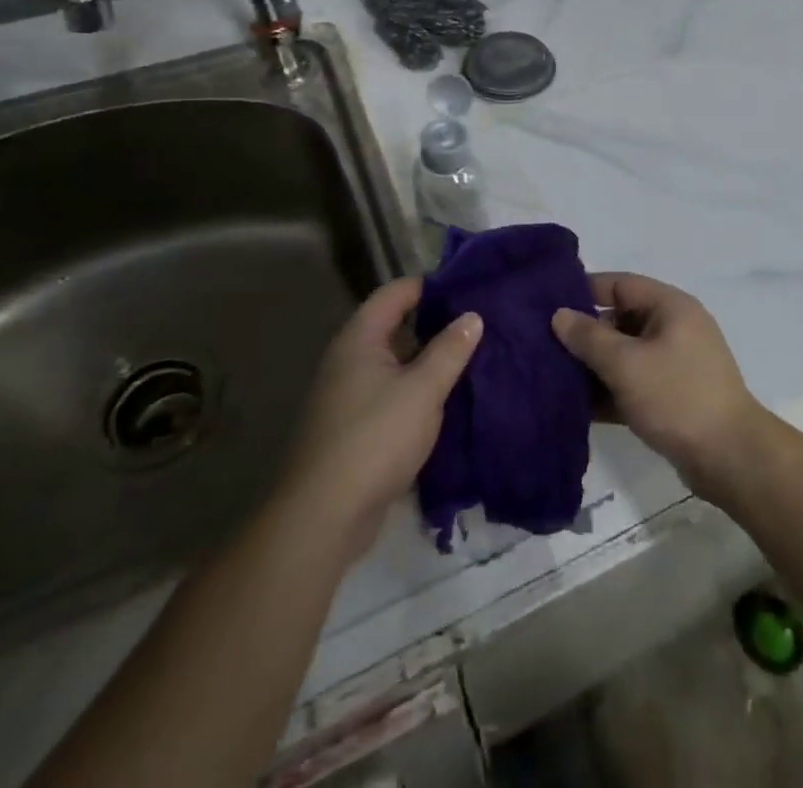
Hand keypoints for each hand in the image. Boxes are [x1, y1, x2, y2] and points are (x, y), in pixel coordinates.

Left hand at [281, 278, 481, 560]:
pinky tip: (450, 402)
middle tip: (480, 324)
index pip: (397, 292)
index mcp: (360, 339)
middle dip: (437, 325)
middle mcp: (349, 360)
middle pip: (397, 327)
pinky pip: (392, 396)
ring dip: (430, 363)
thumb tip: (472, 316)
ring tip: (474, 360)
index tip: (469, 287)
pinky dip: (418, 393)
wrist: (322, 517)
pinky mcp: (355, 429)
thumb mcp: (423, 389)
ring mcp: (349, 396)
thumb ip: (450, 349)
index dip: (431, 284)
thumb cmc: (375, 438)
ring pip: (397, 365)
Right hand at [551, 273, 769, 497]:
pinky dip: (608, 391)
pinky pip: (632, 384)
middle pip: (620, 320)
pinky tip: (574, 407)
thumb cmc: (677, 397)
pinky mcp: (672, 397)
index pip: (620, 284)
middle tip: (541, 344)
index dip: (584, 290)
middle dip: (584, 333)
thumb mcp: (626, 364)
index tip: (546, 303)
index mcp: (670, 307)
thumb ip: (589, 338)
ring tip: (549, 375)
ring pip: (624, 355)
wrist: (729, 458)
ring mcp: (674, 364)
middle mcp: (674, 328)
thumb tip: (559, 314)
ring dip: (592, 366)